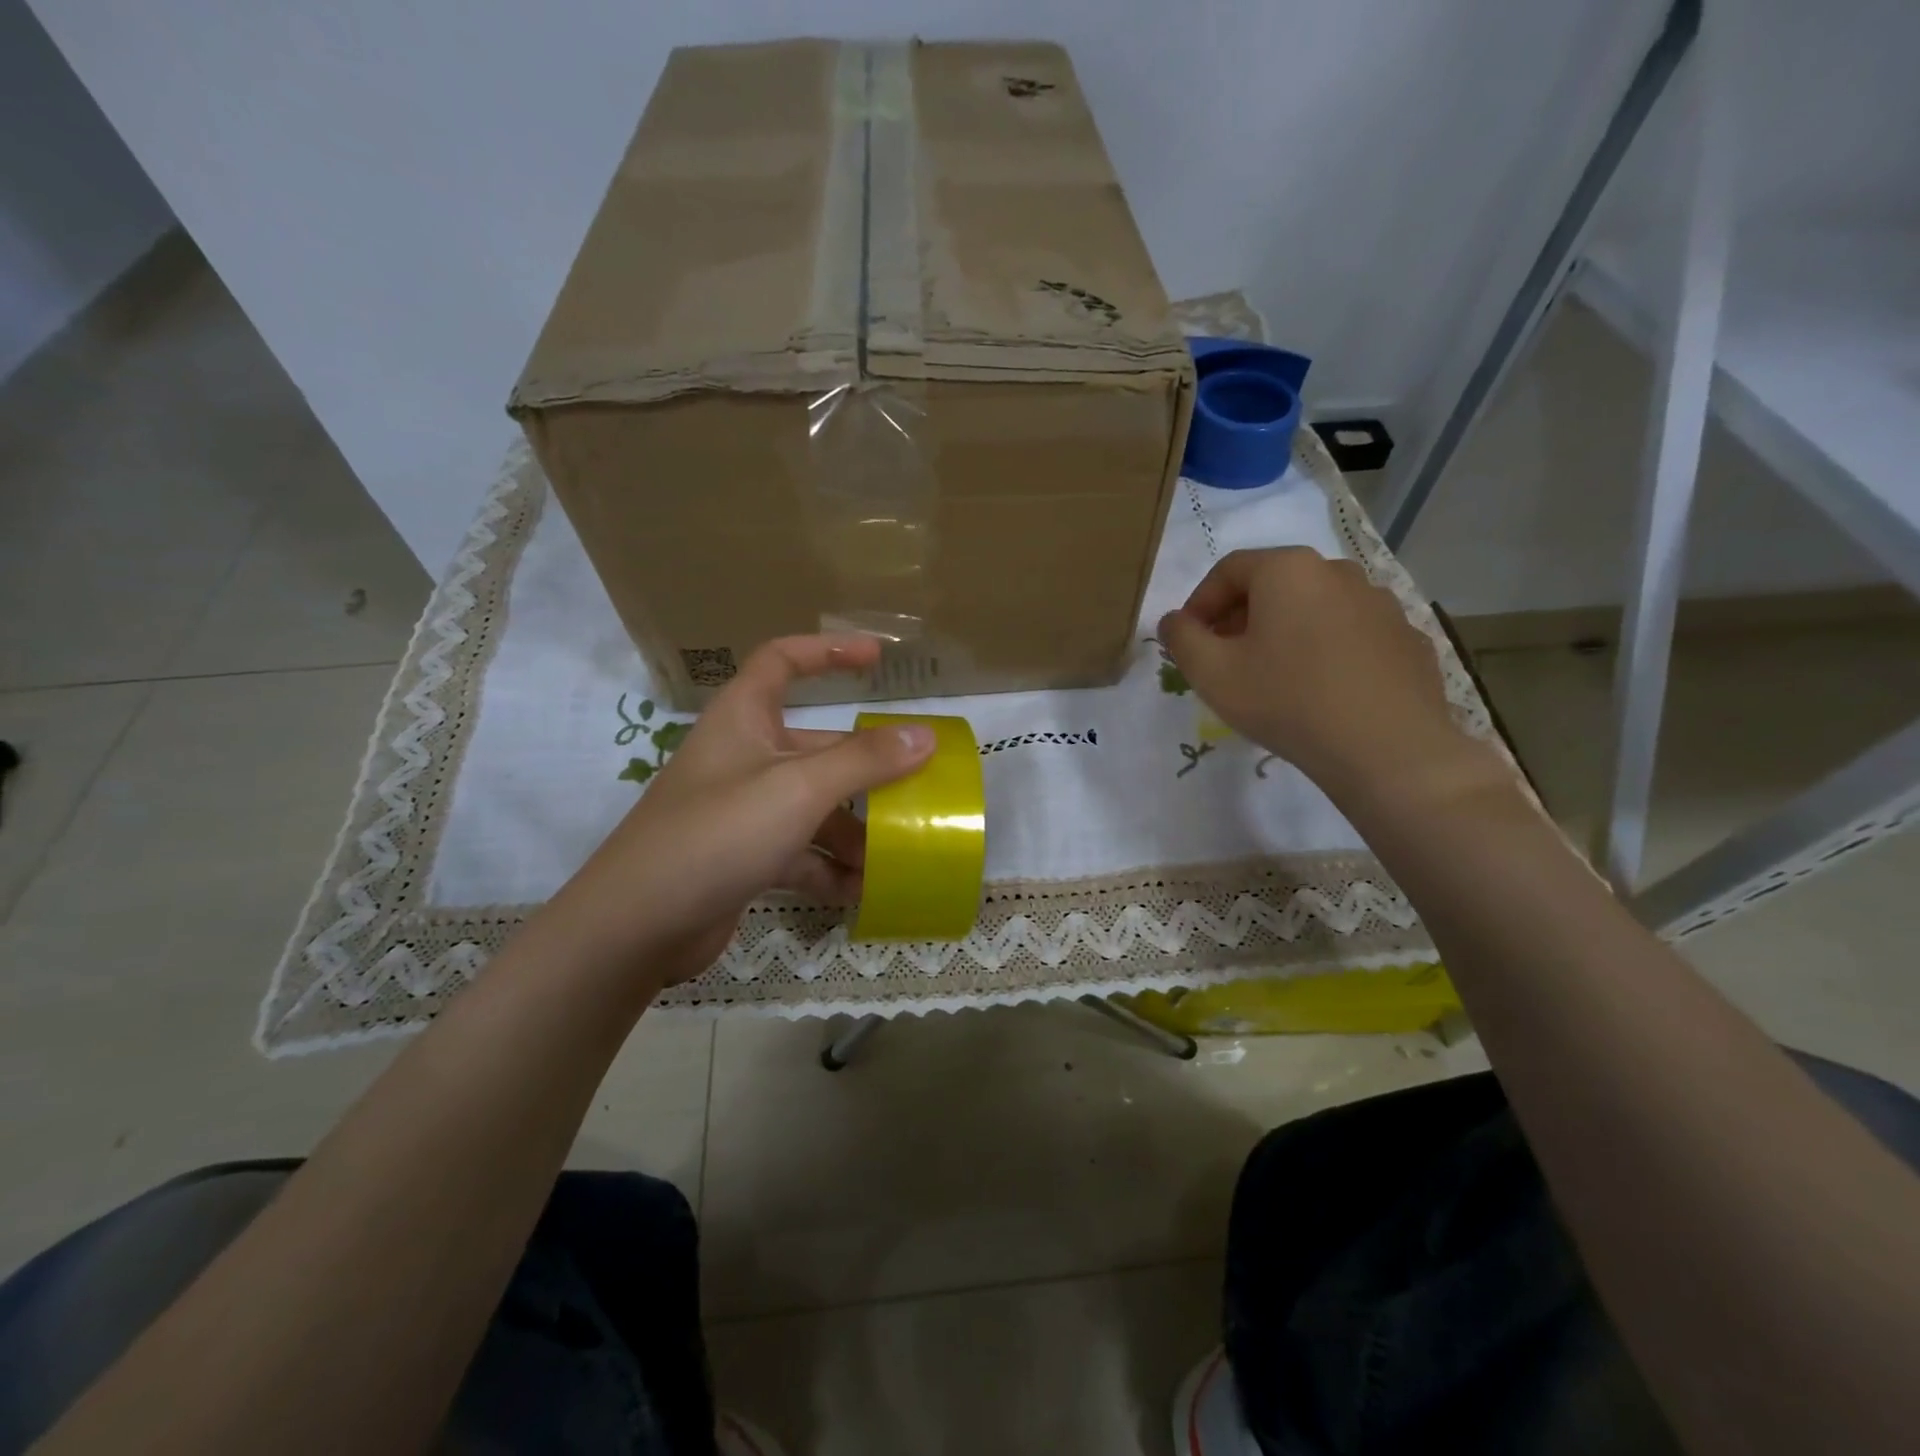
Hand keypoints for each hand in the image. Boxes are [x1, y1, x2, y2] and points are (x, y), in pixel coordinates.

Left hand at [544, 635, 934, 986]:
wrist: (636, 926)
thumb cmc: (718, 833)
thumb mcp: (799, 789)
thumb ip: (864, 760)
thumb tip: (925, 735)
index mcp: (744, 718)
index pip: (783, 660)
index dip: (829, 650)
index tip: (877, 658)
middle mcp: (743, 757)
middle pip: (815, 747)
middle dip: (863, 769)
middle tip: (913, 785)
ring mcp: (741, 810)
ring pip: (811, 805)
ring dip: (851, 829)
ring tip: (893, 853)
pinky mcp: (741, 857)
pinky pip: (798, 851)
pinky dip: (827, 867)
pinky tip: (859, 890)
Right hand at [1158, 548, 1502, 810]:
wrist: (1387, 749)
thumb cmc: (1287, 700)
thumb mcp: (1212, 673)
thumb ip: (1181, 638)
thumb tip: (1174, 621)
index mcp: (1288, 570)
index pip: (1228, 570)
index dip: (1199, 603)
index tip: (1189, 641)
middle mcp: (1338, 572)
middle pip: (1274, 585)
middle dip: (1240, 617)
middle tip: (1224, 659)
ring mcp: (1381, 604)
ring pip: (1315, 608)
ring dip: (1285, 632)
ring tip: (1273, 676)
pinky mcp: (1407, 638)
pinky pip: (1352, 635)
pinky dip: (1327, 650)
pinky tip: (1321, 690)